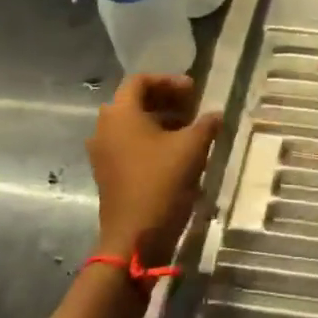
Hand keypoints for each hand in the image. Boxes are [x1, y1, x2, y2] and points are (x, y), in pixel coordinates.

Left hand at [87, 74, 221, 265]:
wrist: (134, 237)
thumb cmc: (161, 183)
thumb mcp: (192, 148)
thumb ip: (205, 124)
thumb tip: (215, 114)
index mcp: (120, 114)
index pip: (140, 81)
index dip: (169, 80)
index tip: (194, 91)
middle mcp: (105, 127)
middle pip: (134, 100)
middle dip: (165, 99)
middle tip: (193, 106)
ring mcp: (102, 151)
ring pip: (131, 123)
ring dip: (159, 119)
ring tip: (188, 128)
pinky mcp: (107, 171)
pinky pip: (127, 143)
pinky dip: (149, 139)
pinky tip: (175, 151)